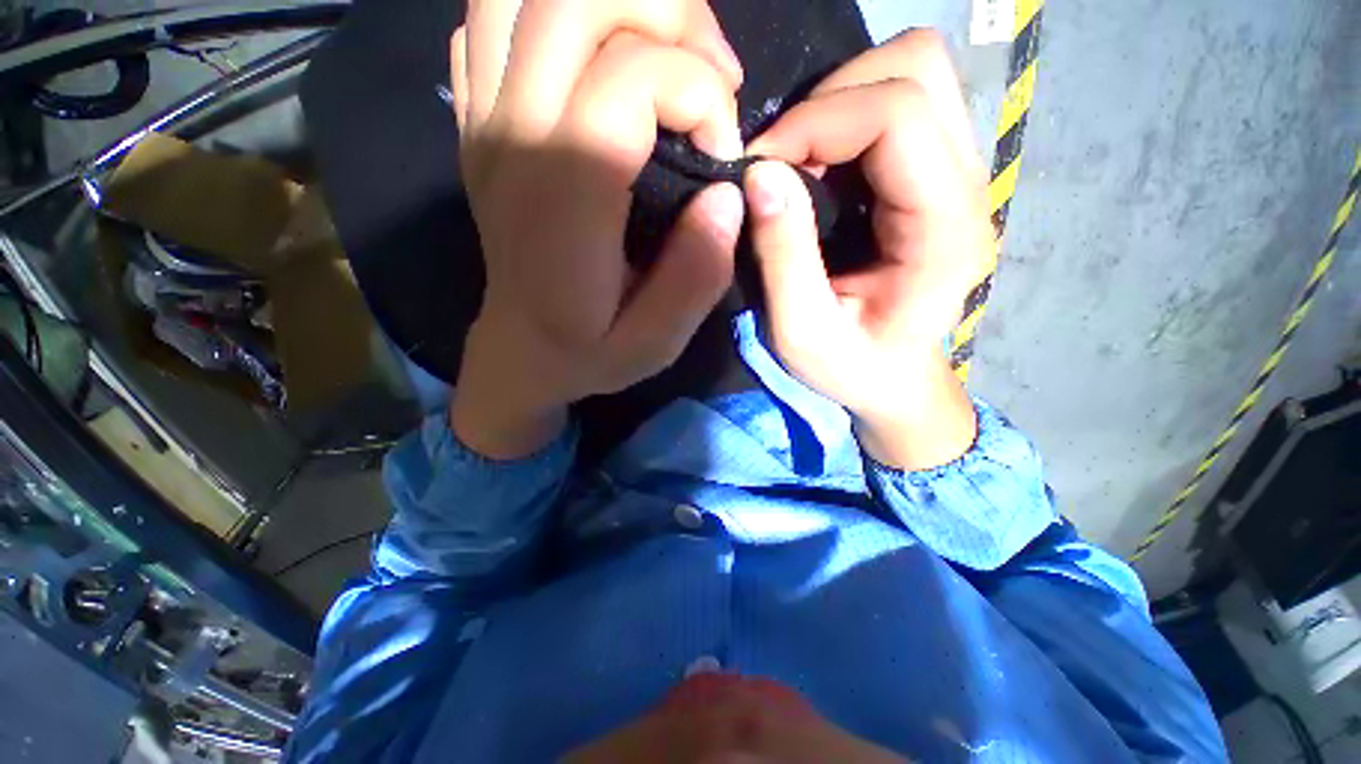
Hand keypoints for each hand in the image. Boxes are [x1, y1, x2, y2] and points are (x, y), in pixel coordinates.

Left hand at [446, 0, 746, 458]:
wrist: (521, 352)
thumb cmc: (588, 353)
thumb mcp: (654, 344)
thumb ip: (695, 277)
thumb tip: (727, 194)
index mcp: (563, 198)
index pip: (628, 76)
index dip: (698, 92)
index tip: (720, 150)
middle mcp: (514, 138)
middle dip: (668, 15)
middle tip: (708, 76)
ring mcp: (483, 121)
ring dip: (614, 2)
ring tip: (662, 55)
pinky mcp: (478, 121)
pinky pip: (494, 19)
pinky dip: (554, 15)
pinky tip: (598, 65)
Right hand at [744, 30, 990, 469]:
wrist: (895, 380)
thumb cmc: (851, 367)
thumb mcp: (802, 332)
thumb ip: (783, 257)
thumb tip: (758, 175)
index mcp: (944, 229)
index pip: (898, 113)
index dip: (815, 121)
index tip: (757, 166)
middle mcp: (966, 186)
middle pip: (917, 68)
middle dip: (830, 98)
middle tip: (780, 158)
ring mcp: (957, 174)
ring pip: (912, 73)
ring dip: (838, 102)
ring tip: (796, 159)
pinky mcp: (934, 176)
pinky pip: (897, 104)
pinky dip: (844, 118)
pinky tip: (815, 166)